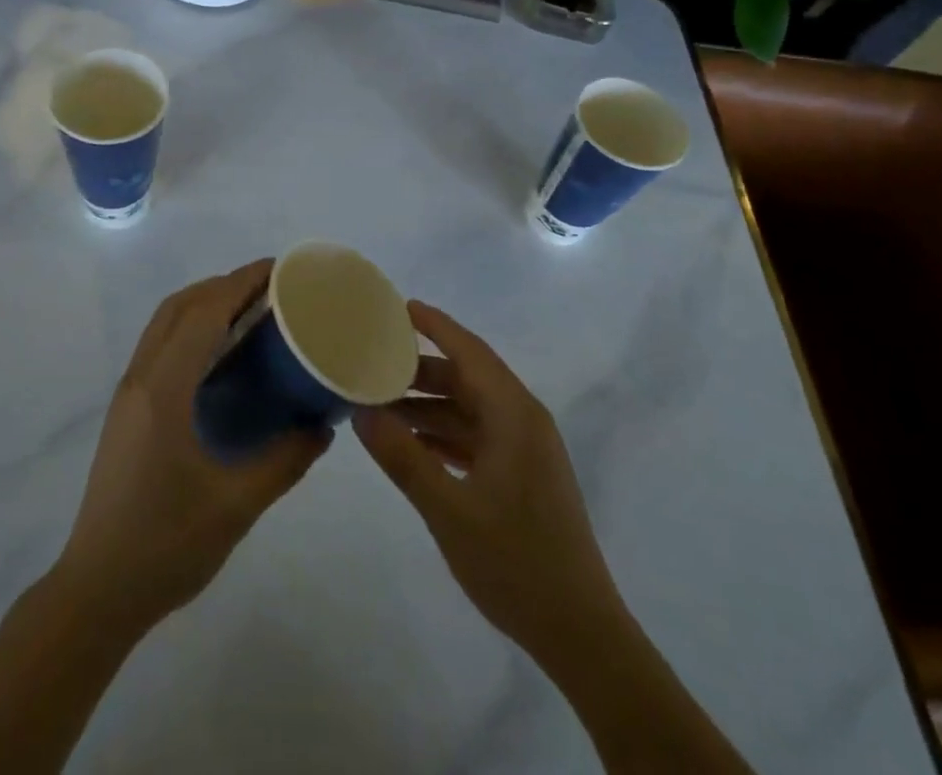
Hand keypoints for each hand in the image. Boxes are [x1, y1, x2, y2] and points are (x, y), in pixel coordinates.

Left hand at [53, 261, 330, 635]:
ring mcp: (128, 394)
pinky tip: (219, 356)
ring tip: (249, 311)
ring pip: (164, 324)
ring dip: (203, 304)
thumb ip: (284, 462)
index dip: (239, 282)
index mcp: (163, 390)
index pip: (203, 313)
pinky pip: (159, 347)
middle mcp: (140, 379)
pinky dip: (190, 329)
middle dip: (222, 285)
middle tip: (269, 288)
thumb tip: (323, 427)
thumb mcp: (236, 506)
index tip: (277, 269)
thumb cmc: (165, 546)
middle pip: (179, 307)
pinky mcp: (126, 411)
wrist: (96, 591)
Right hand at [353, 301, 621, 664]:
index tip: (397, 306)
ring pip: (469, 408)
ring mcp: (525, 449)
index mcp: (514, 415)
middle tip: (372, 360)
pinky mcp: (522, 475)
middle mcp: (522, 420)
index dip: (434, 325)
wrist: (580, 634)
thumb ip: (403, 457)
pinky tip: (410, 441)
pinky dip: (443, 432)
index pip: (469, 351)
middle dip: (420, 368)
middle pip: (467, 377)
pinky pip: (476, 435)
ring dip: (428, 404)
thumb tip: (361, 411)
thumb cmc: (516, 562)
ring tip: (379, 402)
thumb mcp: (449, 509)